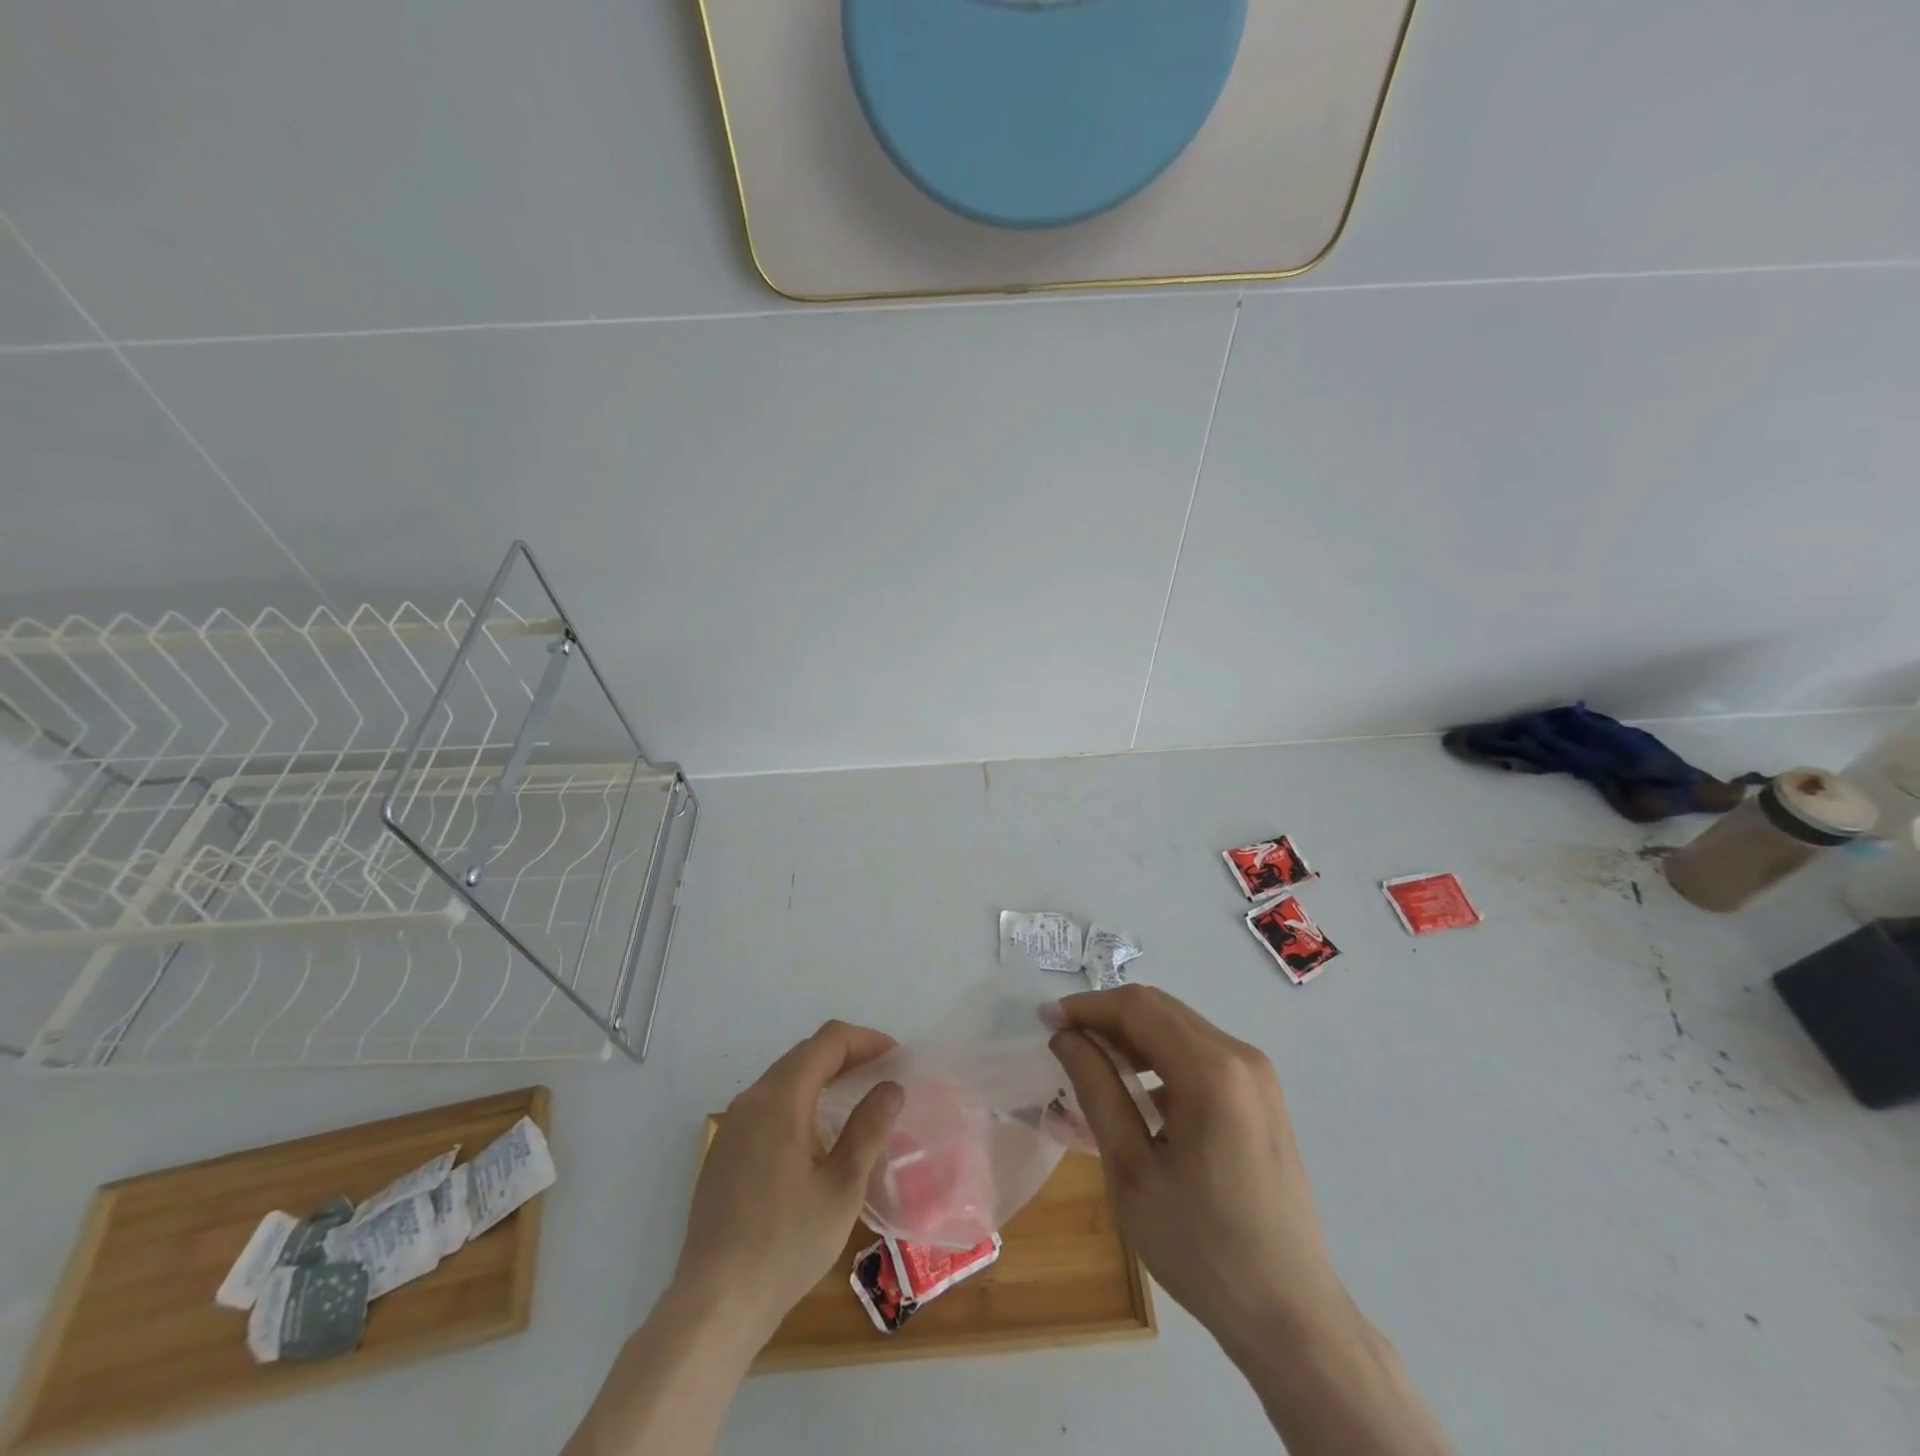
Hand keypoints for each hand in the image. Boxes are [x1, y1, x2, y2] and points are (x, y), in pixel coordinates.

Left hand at [671, 1020, 903, 1350]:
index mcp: (781, 1098)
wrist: (714, 1305)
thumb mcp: (842, 1188)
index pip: (828, 1041)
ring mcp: (733, 1125)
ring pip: (785, 1078)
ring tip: (857, 1100)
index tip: (896, 1058)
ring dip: (823, 1077)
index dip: (866, 1040)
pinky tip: (817, 1136)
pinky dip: (800, 1101)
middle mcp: (752, 1099)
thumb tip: (891, 1087)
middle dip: (847, 1055)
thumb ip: (868, 1129)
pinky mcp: (725, 1151)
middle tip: (882, 1077)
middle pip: (805, 1054)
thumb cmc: (785, 1245)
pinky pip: (768, 1105)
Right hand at [1050, 986, 1453, 1454]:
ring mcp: (1257, 1074)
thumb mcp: (1132, 1171)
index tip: (1045, 1021)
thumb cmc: (1201, 1248)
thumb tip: (1066, 1037)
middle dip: (1107, 1017)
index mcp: (1212, 1072)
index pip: (1137, 1008)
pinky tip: (1137, 1092)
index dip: (1087, 1006)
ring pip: (1179, 1027)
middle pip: (1160, 1009)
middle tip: (1064, 1043)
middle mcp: (1240, 1056)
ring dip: (1132, 1035)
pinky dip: (1160, 1056)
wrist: (1289, 1314)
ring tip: (1093, 1065)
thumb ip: (1098, 1090)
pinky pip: (1200, 1053)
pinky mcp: (1261, 1095)